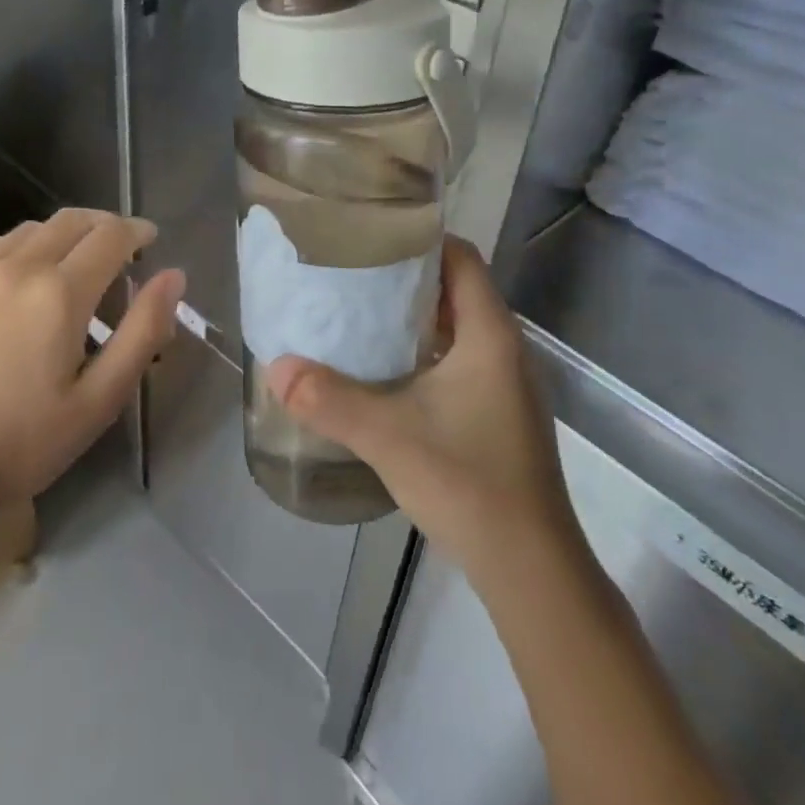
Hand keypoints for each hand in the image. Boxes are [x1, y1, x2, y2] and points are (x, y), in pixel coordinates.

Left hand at [0, 209, 183, 525]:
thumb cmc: (20, 443)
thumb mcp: (99, 400)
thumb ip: (143, 332)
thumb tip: (174, 276)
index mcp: (60, 293)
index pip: (110, 236)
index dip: (137, 231)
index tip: (150, 239)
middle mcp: (17, 266)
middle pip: (72, 221)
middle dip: (104, 226)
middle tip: (119, 250)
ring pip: (30, 228)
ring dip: (62, 235)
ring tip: (71, 265)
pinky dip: (16, 245)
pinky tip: (16, 272)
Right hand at [265, 238, 583, 583]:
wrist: (530, 567)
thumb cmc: (468, 483)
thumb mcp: (388, 436)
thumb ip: (329, 399)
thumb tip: (275, 367)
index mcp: (490, 334)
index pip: (460, 257)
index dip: (420, 238)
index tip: (371, 236)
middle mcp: (505, 348)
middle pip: (457, 288)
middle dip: (406, 277)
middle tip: (352, 273)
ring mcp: (507, 382)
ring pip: (459, 326)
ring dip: (415, 317)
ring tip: (359, 314)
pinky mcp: (500, 411)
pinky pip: (461, 358)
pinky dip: (426, 350)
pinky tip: (387, 370)